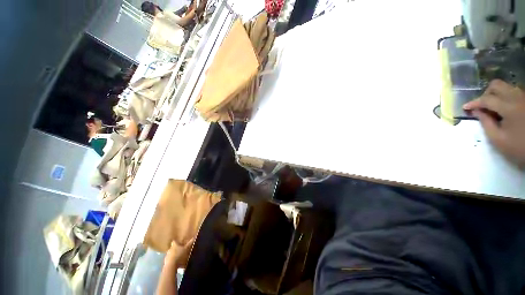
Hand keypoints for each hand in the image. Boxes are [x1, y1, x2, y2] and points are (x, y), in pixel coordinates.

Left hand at [164, 239, 193, 268]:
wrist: (171, 266)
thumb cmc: (179, 255)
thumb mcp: (187, 248)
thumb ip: (190, 243)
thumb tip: (195, 236)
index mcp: (174, 245)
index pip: (174, 241)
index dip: (177, 242)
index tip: (180, 243)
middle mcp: (169, 249)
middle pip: (173, 248)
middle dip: (176, 249)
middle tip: (181, 250)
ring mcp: (167, 257)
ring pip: (171, 254)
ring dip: (175, 256)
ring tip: (180, 258)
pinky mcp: (166, 263)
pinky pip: (170, 261)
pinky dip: (173, 262)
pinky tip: (178, 264)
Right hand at [463, 79, 524, 165]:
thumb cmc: (518, 146)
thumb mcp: (498, 139)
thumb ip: (485, 123)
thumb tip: (476, 112)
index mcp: (509, 107)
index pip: (487, 99)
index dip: (474, 103)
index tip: (465, 108)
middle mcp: (517, 97)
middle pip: (496, 85)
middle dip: (486, 94)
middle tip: (482, 106)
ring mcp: (524, 98)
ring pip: (505, 87)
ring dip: (496, 96)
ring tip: (493, 108)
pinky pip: (513, 92)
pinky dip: (505, 98)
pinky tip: (504, 109)